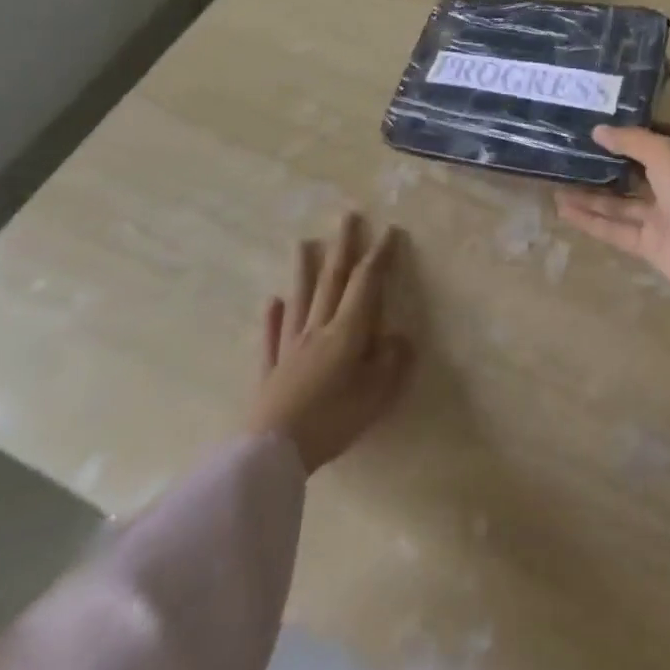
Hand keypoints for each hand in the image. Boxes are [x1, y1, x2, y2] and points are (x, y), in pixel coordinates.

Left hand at [249, 214, 415, 472]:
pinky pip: (271, 338)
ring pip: (299, 300)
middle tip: (348, 216)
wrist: (272, 453)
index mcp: (347, 332)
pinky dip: (272, 318)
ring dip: (303, 269)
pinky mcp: (270, 372)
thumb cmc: (331, 420)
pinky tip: (272, 301)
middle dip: (343, 246)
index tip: (389, 231)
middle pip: (331, 280)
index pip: (366, 284)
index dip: (379, 256)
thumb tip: (399, 337)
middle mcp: (318, 330)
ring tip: (303, 242)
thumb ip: (391, 361)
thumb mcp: (375, 394)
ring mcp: (290, 348)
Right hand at [555, 127, 669, 354]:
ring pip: (619, 199)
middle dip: (601, 160)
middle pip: (631, 166)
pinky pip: (615, 226)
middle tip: (564, 150)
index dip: (625, 127)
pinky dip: (591, 219)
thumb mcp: (665, 153)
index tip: (591, 120)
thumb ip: (630, 140)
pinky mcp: (649, 242)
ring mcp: (660, 212)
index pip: (652, 133)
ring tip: (554, 181)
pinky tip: (563, 209)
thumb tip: (598, 130)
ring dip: (589, 192)